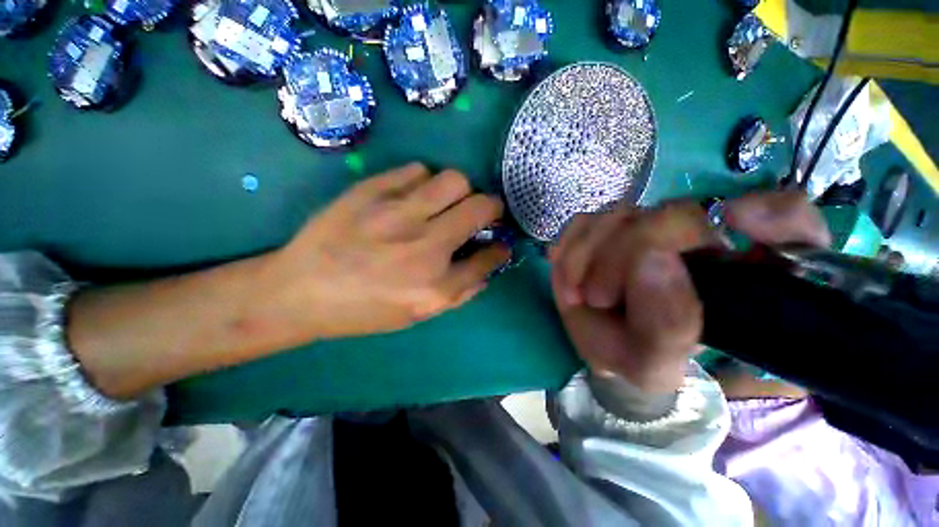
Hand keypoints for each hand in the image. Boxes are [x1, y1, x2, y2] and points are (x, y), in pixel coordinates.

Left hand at [260, 163, 509, 340]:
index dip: (501, 249)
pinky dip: (425, 181)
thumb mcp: (417, 315)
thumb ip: (459, 293)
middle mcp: (425, 246)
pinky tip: (415, 195)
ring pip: (454, 180)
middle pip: (481, 207)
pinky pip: (417, 170)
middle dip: (492, 208)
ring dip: (461, 191)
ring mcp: (398, 214)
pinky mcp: (371, 190)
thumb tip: (487, 268)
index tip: (500, 244)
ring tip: (447, 202)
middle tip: (482, 212)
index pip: (489, 257)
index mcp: (436, 286)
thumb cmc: (364, 309)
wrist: (302, 291)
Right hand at [549, 192, 830, 393]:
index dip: (772, 217)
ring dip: (588, 254)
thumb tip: (653, 257)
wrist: (604, 345)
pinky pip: (585, 222)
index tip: (735, 226)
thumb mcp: (655, 366)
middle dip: (622, 254)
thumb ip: (667, 328)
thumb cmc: (639, 358)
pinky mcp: (607, 227)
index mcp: (738, 275)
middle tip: (597, 298)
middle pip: (673, 215)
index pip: (786, 221)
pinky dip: (570, 248)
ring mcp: (648, 227)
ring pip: (620, 214)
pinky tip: (569, 277)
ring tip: (578, 294)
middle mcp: (698, 240)